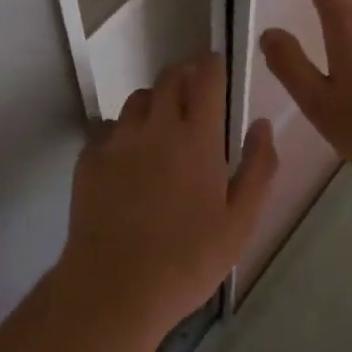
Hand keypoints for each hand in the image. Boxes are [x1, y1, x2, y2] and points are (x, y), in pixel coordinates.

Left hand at [56, 53, 277, 351]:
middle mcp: (156, 126)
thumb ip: (258, 168)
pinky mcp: (89, 157)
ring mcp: (118, 139)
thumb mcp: (240, 222)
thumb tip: (262, 125)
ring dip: (154, 103)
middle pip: (168, 79)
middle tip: (192, 97)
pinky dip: (122, 132)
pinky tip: (126, 159)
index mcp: (197, 138)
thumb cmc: (188, 259)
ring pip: (138, 100)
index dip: (211, 65)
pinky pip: (108, 128)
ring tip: (160, 128)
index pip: (205, 79)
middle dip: (183, 77)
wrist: (115, 286)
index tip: (215, 65)